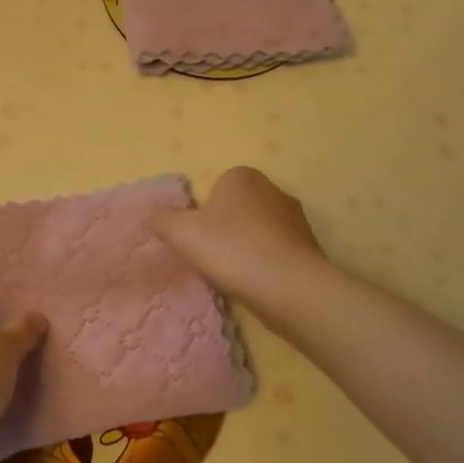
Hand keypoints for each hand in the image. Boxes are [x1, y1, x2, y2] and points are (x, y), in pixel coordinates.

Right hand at [152, 166, 326, 313]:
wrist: (289, 286)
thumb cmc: (231, 249)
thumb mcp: (181, 233)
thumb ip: (162, 219)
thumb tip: (154, 214)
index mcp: (241, 176)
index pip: (215, 188)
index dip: (202, 214)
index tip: (198, 239)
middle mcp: (272, 188)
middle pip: (237, 209)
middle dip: (225, 229)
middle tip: (212, 257)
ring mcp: (295, 217)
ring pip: (258, 230)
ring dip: (246, 248)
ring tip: (235, 275)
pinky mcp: (309, 245)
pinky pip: (277, 251)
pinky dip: (266, 264)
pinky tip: (258, 283)